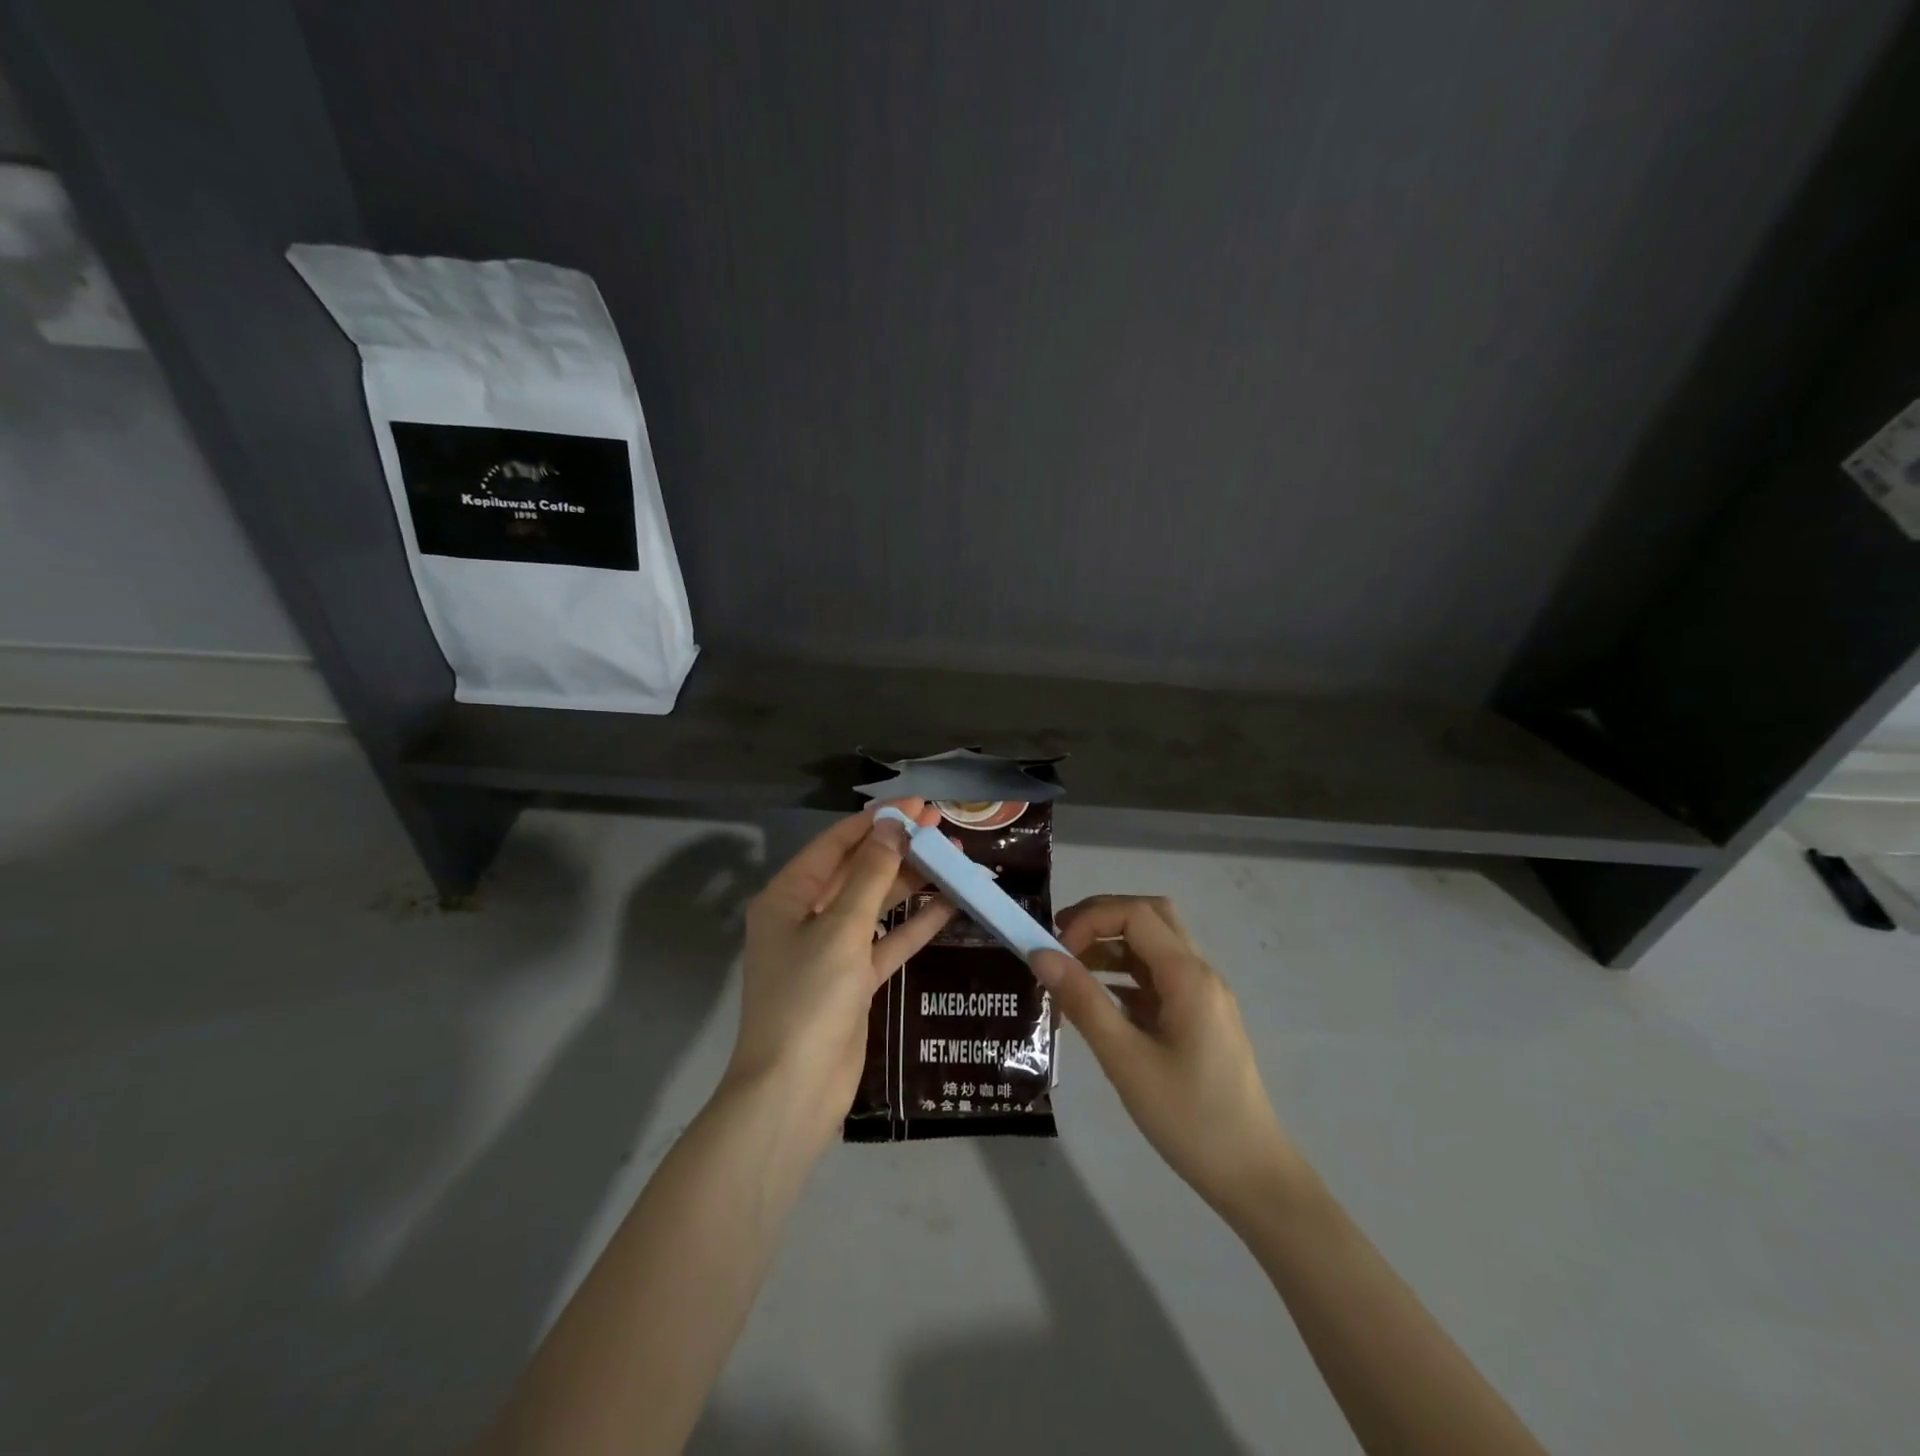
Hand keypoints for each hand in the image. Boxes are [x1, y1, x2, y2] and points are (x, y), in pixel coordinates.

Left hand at [726, 801, 953, 1138]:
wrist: (793, 1091)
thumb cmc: (808, 998)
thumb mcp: (840, 929)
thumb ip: (870, 875)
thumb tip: (892, 827)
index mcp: (787, 897)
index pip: (835, 845)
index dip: (876, 821)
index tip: (916, 805)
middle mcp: (806, 917)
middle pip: (857, 871)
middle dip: (898, 848)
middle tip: (941, 826)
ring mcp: (831, 951)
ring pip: (876, 905)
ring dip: (912, 883)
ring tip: (954, 858)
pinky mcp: (854, 981)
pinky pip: (887, 941)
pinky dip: (915, 925)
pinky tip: (950, 904)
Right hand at [1033, 896, 1298, 1222]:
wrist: (1252, 1177)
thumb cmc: (1189, 1118)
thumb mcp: (1126, 1060)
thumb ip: (1083, 1001)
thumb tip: (1040, 954)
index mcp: (1188, 976)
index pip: (1135, 914)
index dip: (1090, 920)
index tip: (1055, 951)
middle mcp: (1200, 974)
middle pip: (1150, 917)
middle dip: (1102, 918)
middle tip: (1060, 940)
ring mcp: (1203, 996)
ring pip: (1154, 946)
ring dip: (1112, 946)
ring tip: (1070, 970)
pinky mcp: (1200, 1019)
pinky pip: (1158, 978)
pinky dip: (1125, 975)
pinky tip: (1099, 1002)